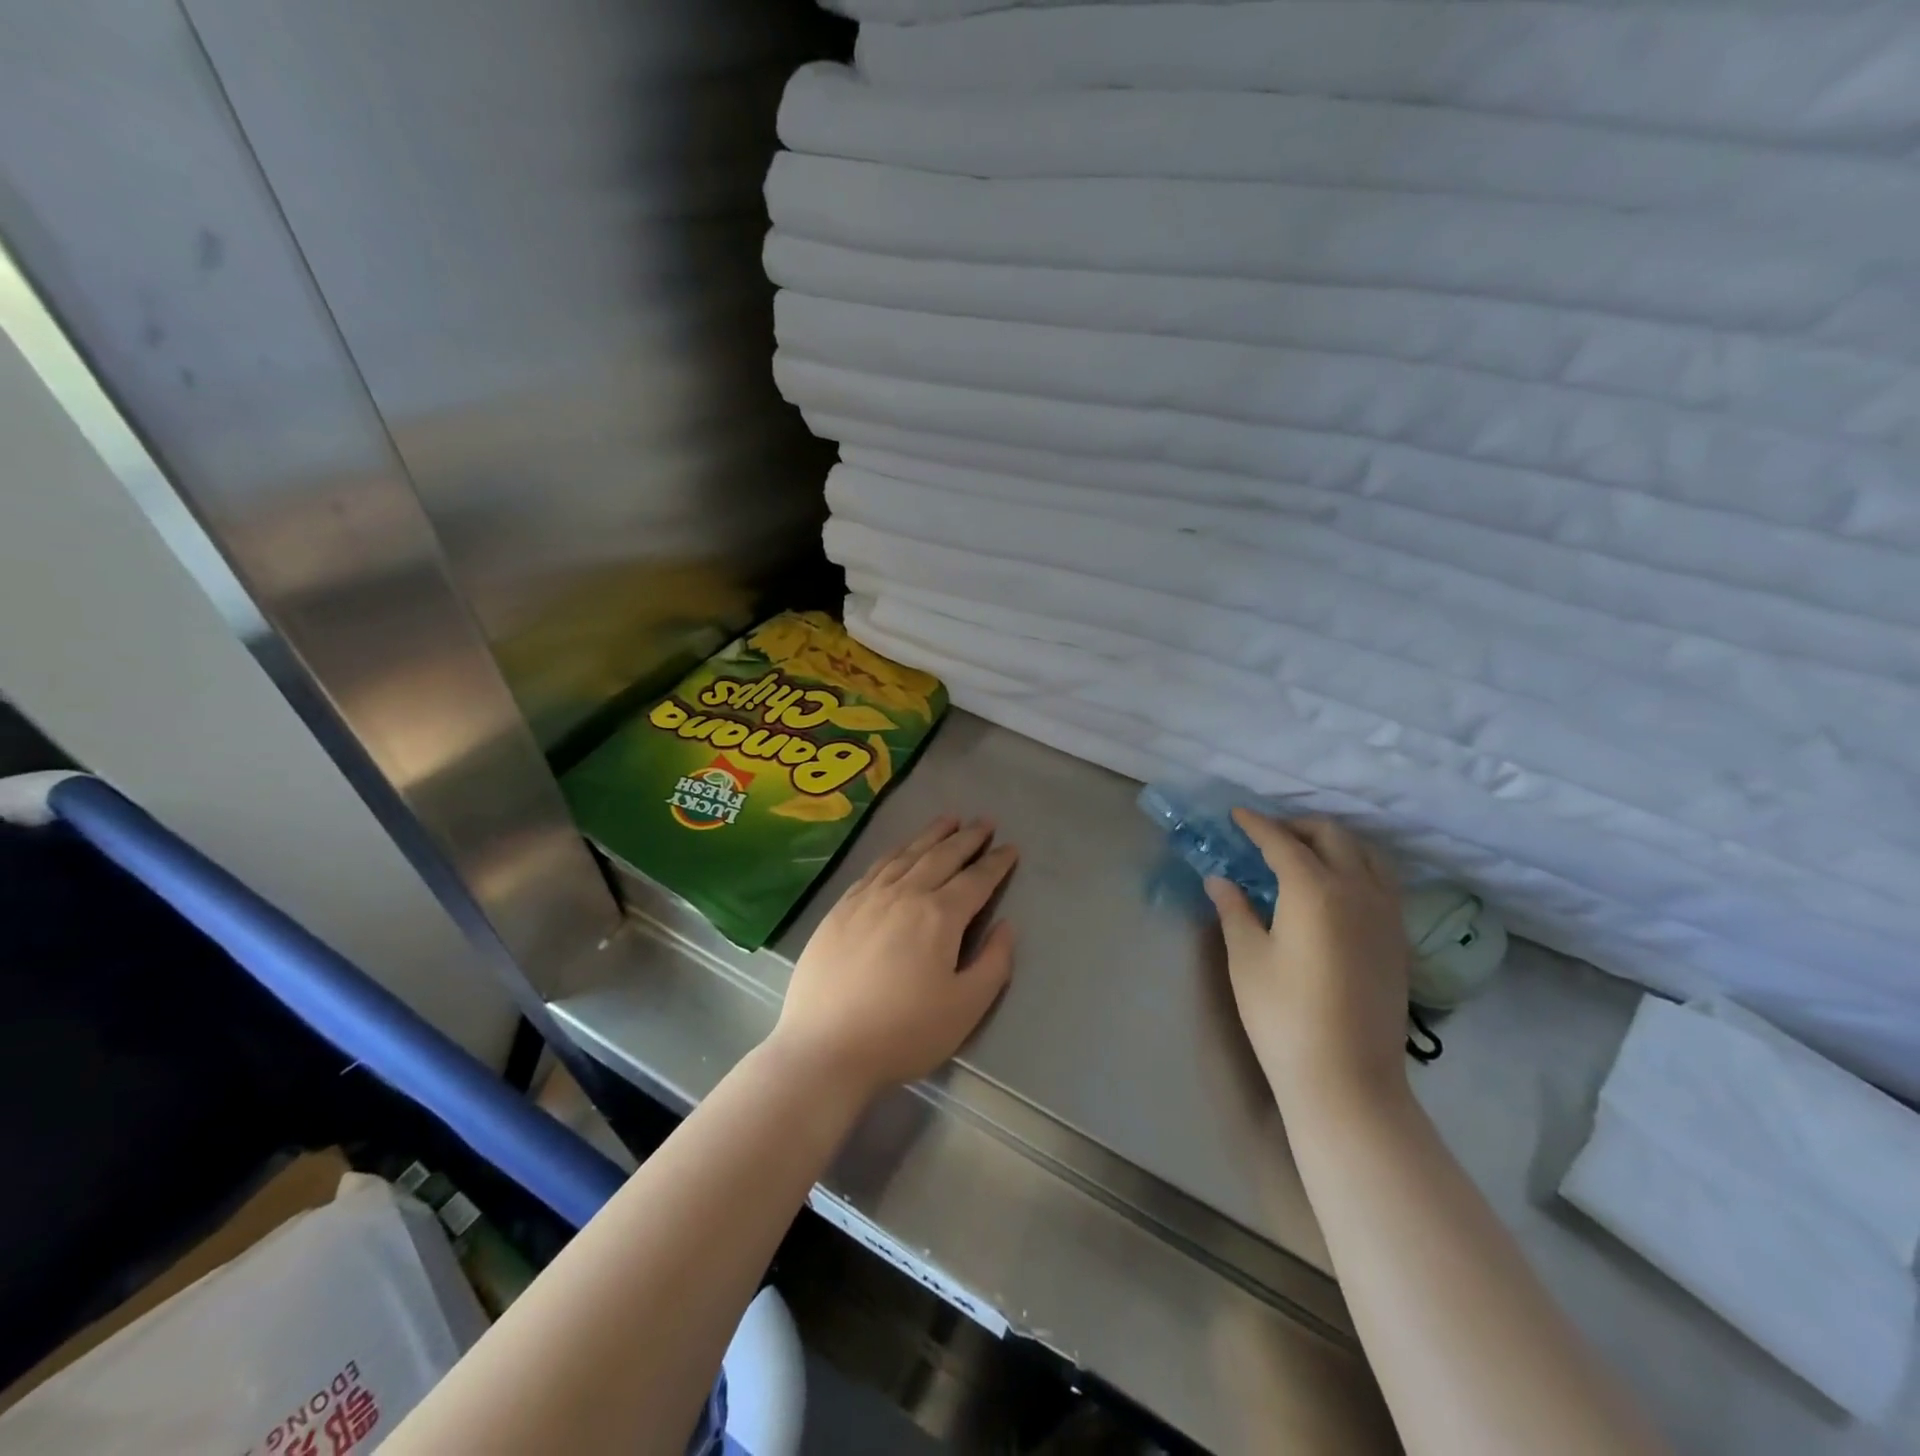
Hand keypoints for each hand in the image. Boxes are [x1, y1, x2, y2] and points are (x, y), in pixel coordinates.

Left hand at [771, 815, 1017, 1104]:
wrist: (826, 1047)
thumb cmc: (904, 1033)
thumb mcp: (965, 1008)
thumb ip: (994, 963)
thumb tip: (1007, 926)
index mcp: (939, 916)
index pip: (976, 879)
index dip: (996, 863)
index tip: (1010, 848)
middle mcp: (904, 894)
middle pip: (941, 856)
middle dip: (967, 838)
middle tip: (984, 822)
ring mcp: (868, 897)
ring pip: (907, 854)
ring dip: (931, 834)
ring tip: (949, 820)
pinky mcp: (841, 908)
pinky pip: (876, 867)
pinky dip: (895, 851)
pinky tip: (900, 850)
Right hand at [1206, 812, 1409, 1120]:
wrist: (1347, 1078)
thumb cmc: (1283, 1015)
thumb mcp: (1247, 958)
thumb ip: (1234, 909)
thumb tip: (1219, 879)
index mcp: (1314, 889)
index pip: (1282, 842)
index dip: (1256, 825)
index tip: (1236, 815)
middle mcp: (1357, 890)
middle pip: (1332, 837)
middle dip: (1297, 827)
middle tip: (1265, 837)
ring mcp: (1385, 914)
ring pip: (1366, 854)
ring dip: (1333, 842)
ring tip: (1303, 855)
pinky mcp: (1398, 939)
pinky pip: (1382, 881)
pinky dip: (1356, 866)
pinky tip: (1335, 887)